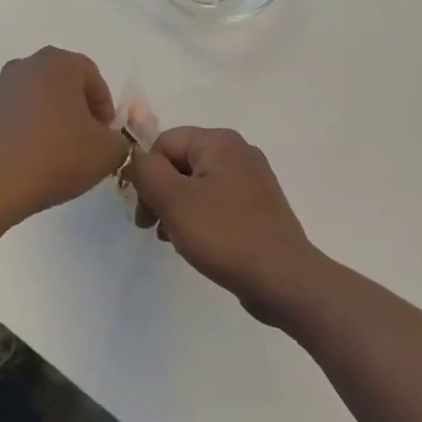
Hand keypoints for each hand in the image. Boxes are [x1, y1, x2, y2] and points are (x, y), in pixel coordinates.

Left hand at [0, 48, 127, 218]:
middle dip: (75, 111)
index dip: (104, 107)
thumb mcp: (108, 152)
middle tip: (84, 143)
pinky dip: (22, 133)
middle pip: (60, 85)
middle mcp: (23, 66)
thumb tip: (109, 141)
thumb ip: (119, 140)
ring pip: (34, 100)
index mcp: (57, 63)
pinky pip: (10, 118)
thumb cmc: (56, 156)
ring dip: (48, 121)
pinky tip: (28, 161)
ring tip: (55, 155)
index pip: (91, 77)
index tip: (105, 135)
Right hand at [129, 128, 320, 321]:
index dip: (146, 174)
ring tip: (172, 238)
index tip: (142, 211)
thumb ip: (147, 172)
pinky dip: (198, 217)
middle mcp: (238, 152)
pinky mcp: (257, 207)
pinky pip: (216, 202)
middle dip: (160, 192)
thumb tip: (136, 159)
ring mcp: (251, 180)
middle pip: (180, 162)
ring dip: (176, 208)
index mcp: (220, 142)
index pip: (164, 143)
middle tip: (151, 227)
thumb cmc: (225, 234)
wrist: (284, 279)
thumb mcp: (175, 200)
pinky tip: (194, 243)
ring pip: (196, 184)